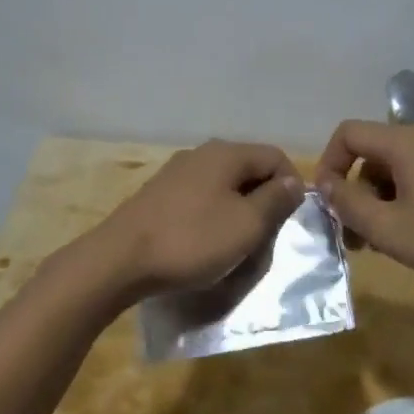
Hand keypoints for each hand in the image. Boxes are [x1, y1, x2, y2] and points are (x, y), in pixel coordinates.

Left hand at [97, 140, 304, 297]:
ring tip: (237, 247)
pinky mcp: (160, 194)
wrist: (119, 260)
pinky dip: (213, 218)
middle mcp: (202, 154)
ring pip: (225, 187)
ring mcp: (177, 172)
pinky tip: (206, 245)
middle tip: (265, 239)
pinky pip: (201, 199)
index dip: (292, 186)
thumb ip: (275, 200)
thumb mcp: (246, 225)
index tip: (291, 222)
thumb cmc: (192, 240)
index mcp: (227, 153)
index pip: (276, 157)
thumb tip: (294, 182)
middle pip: (249, 170)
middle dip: (264, 203)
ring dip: (239, 214)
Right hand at [314, 120, 413, 295]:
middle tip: (353, 237)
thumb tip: (324, 185)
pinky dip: (405, 201)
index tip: (327, 204)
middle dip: (355, 191)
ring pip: (397, 169)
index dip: (328, 164)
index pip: (348, 133)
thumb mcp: (390, 230)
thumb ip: (349, 205)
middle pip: (373, 153)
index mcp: (404, 143)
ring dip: (379, 201)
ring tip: (381, 244)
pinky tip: (413, 237)